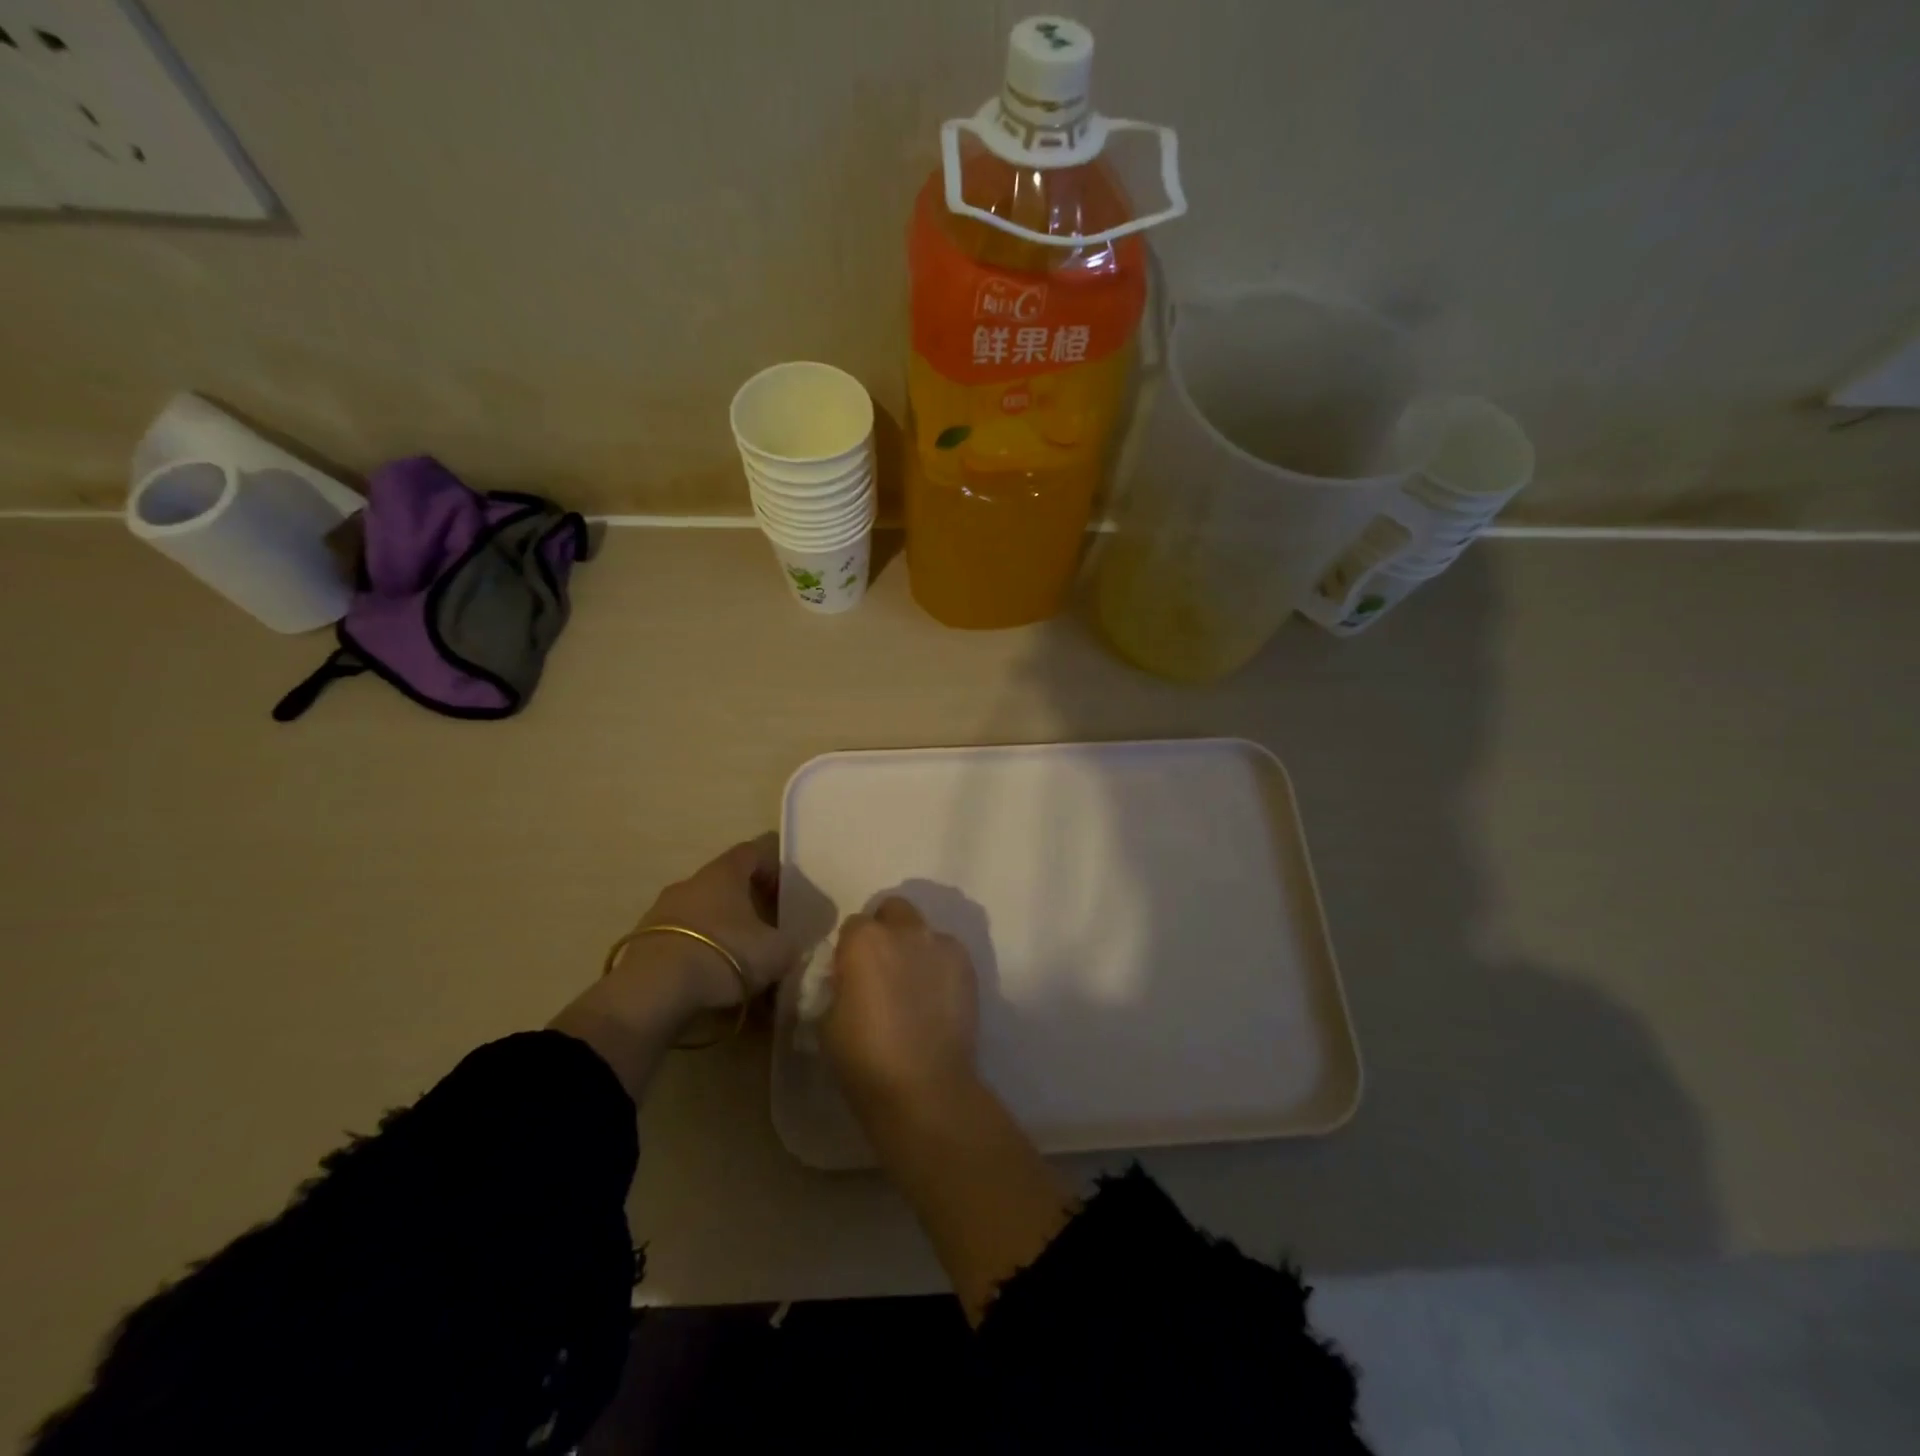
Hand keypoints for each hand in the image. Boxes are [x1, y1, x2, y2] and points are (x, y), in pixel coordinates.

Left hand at [553, 835, 798, 1100]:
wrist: (652, 993)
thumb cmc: (723, 956)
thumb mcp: (776, 952)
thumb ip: (792, 942)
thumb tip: (792, 942)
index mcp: (724, 872)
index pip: (753, 851)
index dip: (774, 868)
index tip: (787, 895)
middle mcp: (691, 881)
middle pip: (727, 882)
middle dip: (748, 903)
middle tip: (767, 930)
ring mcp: (662, 909)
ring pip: (702, 910)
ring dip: (721, 928)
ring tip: (738, 961)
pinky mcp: (642, 940)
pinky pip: (681, 937)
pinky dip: (698, 950)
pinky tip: (709, 977)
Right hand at [822, 897, 978, 1110]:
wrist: (925, 1088)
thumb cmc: (865, 1059)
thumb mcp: (827, 1021)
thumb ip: (838, 986)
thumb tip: (848, 980)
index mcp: (864, 940)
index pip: (853, 926)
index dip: (850, 950)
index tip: (850, 976)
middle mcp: (905, 930)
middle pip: (893, 911)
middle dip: (886, 930)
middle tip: (883, 969)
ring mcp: (942, 945)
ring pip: (924, 931)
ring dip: (915, 948)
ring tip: (915, 987)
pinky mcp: (968, 966)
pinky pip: (948, 954)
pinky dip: (940, 967)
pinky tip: (936, 999)